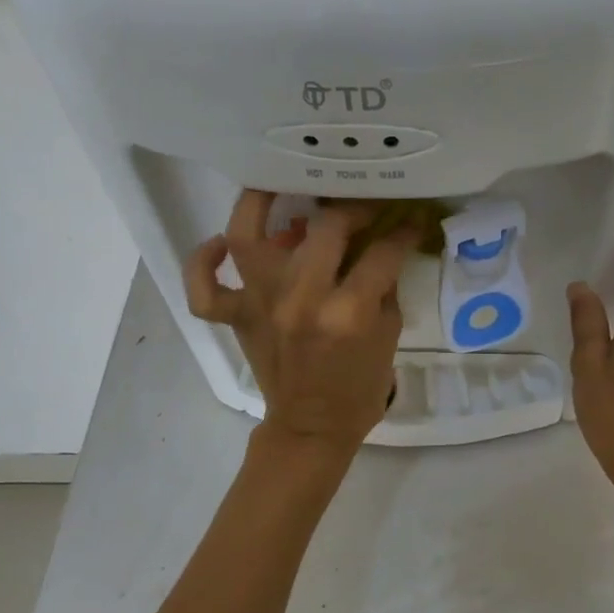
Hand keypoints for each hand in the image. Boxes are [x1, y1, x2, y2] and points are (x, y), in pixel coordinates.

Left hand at [185, 191, 415, 457]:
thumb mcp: (389, 334)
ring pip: (247, 237)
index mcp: (349, 312)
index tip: (410, 219)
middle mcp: (302, 300)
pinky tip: (220, 244)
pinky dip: (203, 262)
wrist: (313, 429)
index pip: (383, 252)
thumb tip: (382, 242)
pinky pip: (205, 289)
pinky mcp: (238, 319)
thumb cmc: (358, 388)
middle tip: (362, 206)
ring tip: (278, 182)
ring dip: (260, 202)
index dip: (403, 231)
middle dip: (353, 208)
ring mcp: (262, 306)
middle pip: (325, 228)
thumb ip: (383, 284)